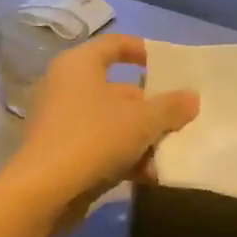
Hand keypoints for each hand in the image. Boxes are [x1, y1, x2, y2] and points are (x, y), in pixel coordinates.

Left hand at [7, 35, 198, 216]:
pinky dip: (124, 157)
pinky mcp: (62, 153)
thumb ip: (171, 107)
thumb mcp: (142, 121)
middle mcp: (66, 87)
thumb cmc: (94, 138)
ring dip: (142, 138)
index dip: (143, 51)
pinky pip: (101, 146)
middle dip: (152, 108)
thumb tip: (192, 98)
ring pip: (113, 122)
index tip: (169, 66)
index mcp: (79, 65)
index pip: (114, 45)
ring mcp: (62, 122)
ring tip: (169, 154)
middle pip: (119, 90)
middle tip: (180, 120)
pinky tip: (148, 175)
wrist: (44, 191)